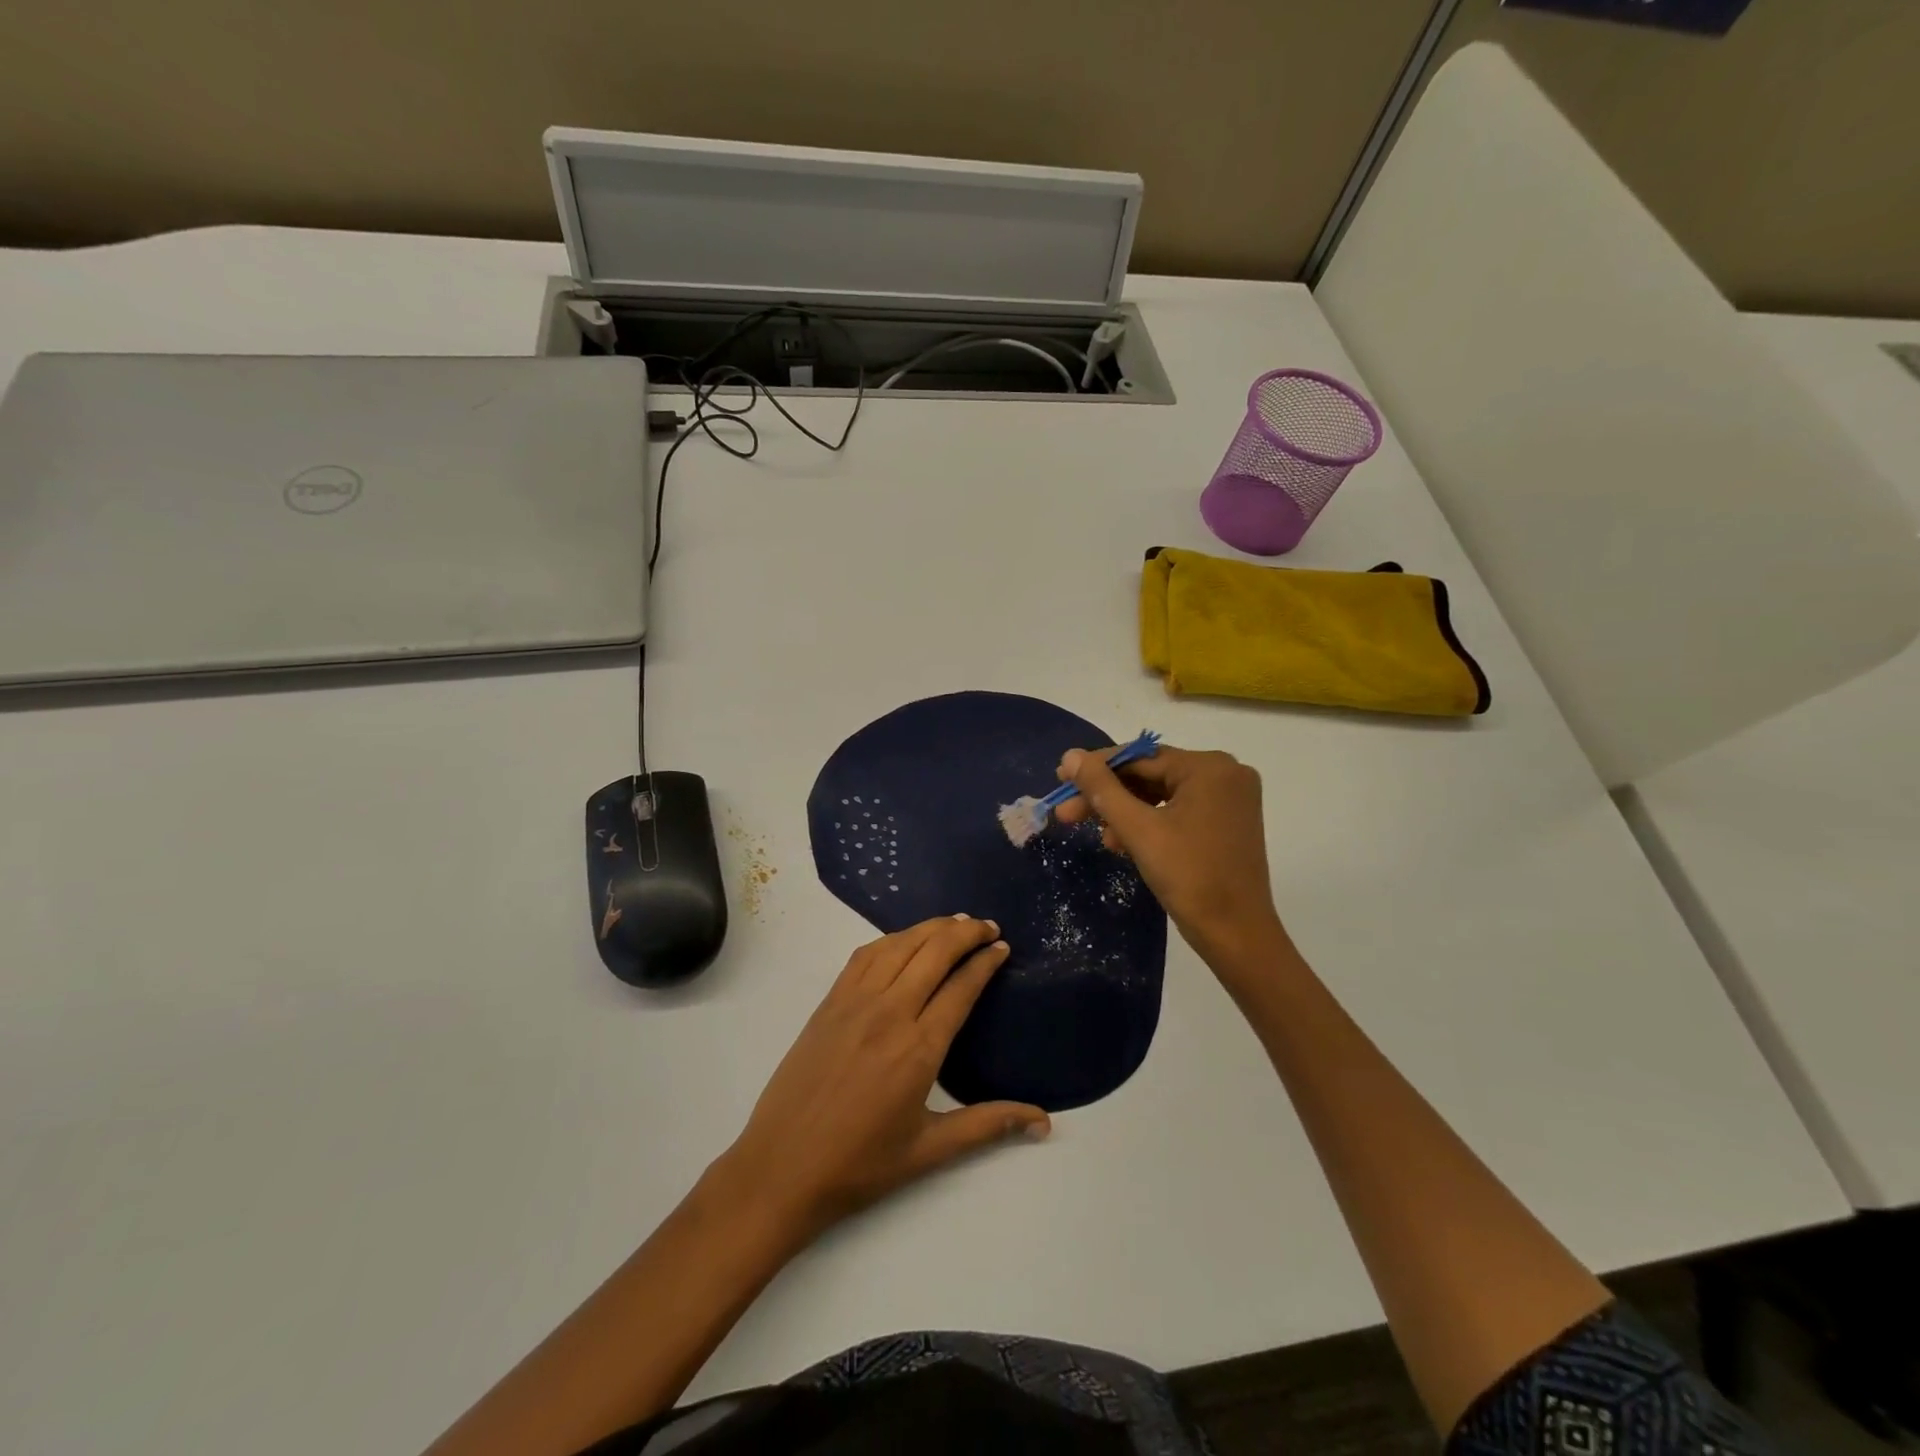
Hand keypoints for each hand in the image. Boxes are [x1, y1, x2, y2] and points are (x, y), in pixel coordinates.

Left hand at [716, 915, 1049, 1243]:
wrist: (781, 1169)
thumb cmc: (860, 1165)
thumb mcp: (930, 1150)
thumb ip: (989, 1126)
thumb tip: (1044, 1122)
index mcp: (919, 1048)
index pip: (961, 986)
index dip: (985, 961)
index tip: (1002, 947)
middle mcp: (889, 1012)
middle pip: (934, 952)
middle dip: (966, 932)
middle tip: (988, 926)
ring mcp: (854, 1002)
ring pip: (900, 945)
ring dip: (931, 928)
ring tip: (955, 923)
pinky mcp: (829, 1002)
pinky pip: (864, 955)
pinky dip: (892, 938)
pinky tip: (904, 939)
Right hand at [1054, 744, 1285, 968]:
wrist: (1236, 935)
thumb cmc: (1189, 876)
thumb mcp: (1138, 829)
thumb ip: (1102, 789)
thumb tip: (1071, 755)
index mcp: (1209, 767)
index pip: (1140, 757)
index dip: (1096, 768)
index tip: (1061, 777)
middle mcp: (1225, 774)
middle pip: (1150, 775)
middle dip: (1108, 796)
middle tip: (1067, 811)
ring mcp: (1229, 800)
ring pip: (1161, 795)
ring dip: (1125, 813)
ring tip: (1097, 835)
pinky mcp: (1227, 823)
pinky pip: (1177, 811)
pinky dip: (1149, 824)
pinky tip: (1121, 842)